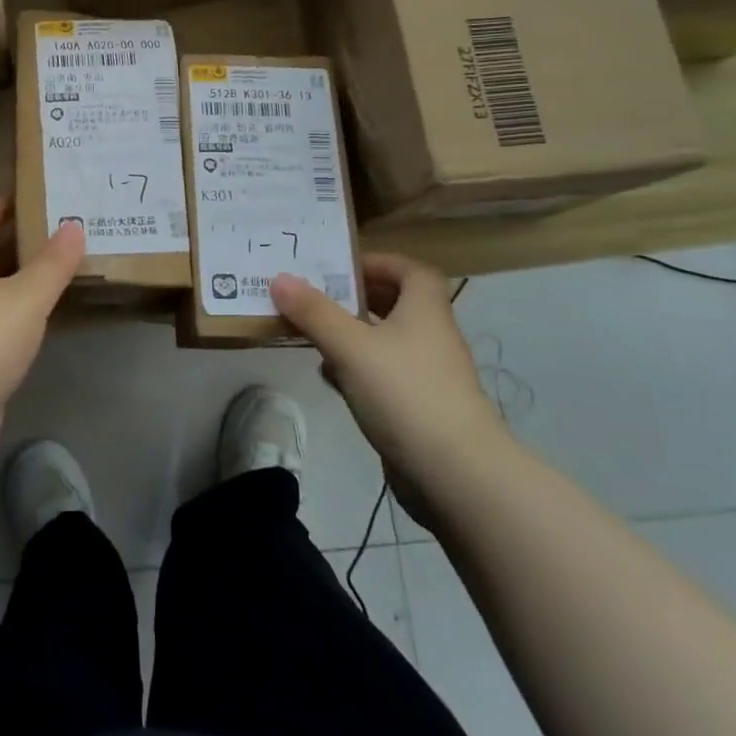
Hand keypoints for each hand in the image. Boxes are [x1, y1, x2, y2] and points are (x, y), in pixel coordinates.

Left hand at [0, 199, 84, 472]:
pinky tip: (44, 326)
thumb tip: (73, 223)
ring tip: (62, 272)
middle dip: (15, 243)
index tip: (23, 193)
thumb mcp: (24, 298)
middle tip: (59, 230)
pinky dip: (21, 323)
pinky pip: (0, 334)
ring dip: (21, 284)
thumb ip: (51, 265)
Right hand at [271, 252, 509, 522]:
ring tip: (313, 330)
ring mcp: (427, 375)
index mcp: (425, 311)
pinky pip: (383, 375)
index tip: (342, 266)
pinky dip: (356, 369)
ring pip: (386, 341)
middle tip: (316, 294)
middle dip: (357, 297)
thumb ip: (314, 312)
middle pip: (397, 303)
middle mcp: (431, 337)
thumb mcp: (350, 347)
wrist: (456, 474)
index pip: (411, 270)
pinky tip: (329, 377)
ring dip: (352, 333)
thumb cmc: (405, 394)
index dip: (379, 262)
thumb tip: (280, 278)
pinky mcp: (418, 408)